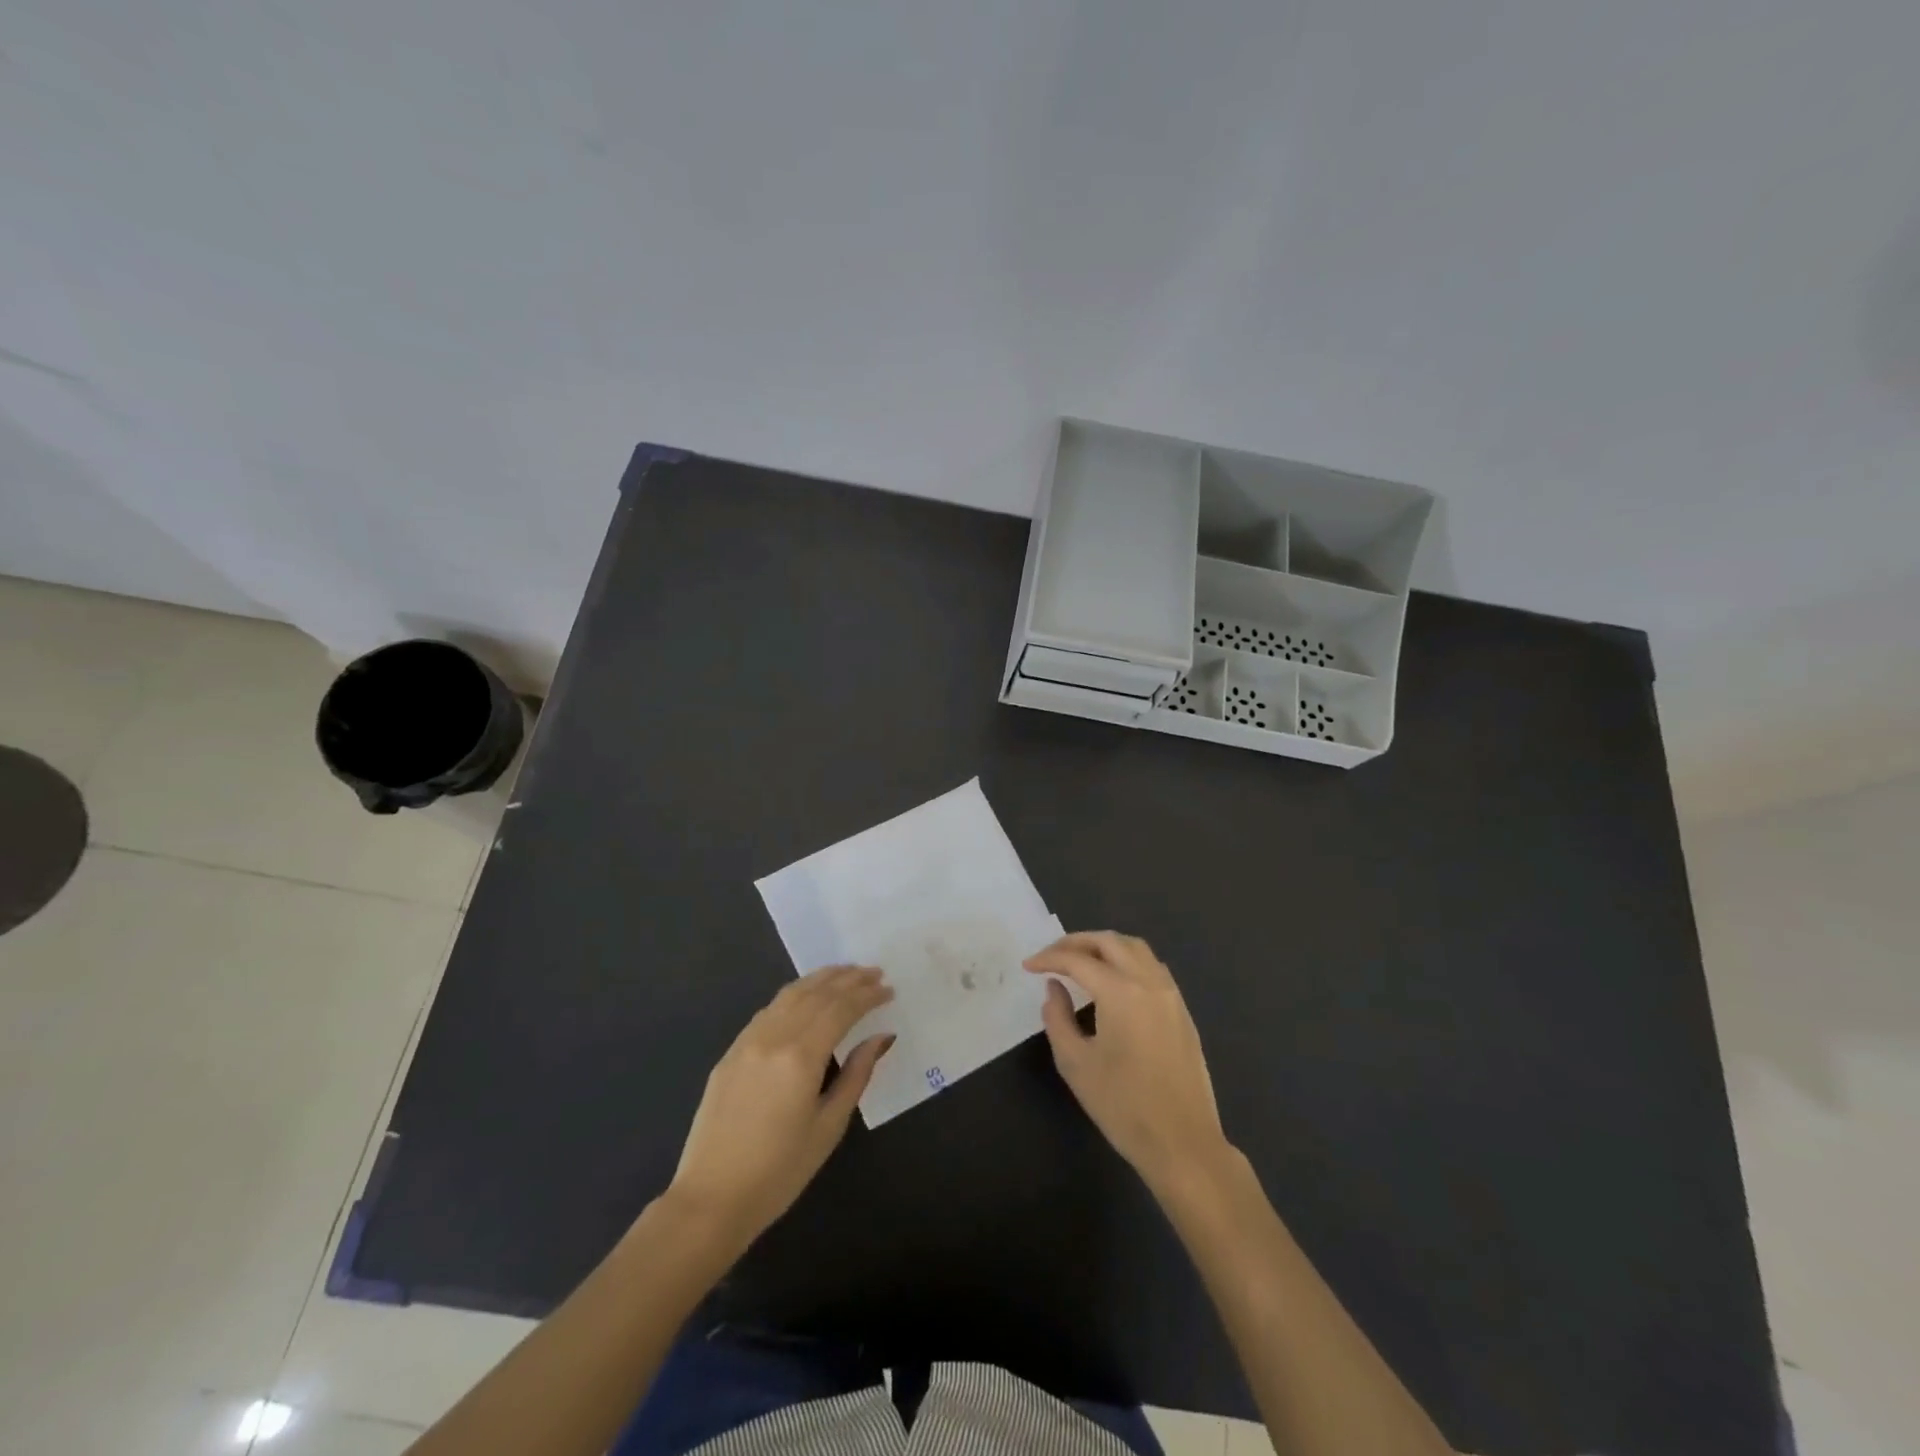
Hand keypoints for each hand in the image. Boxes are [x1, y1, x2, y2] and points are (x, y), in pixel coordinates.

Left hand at [665, 965, 893, 1249]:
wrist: (711, 1200)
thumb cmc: (779, 1172)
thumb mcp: (828, 1127)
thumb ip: (856, 1075)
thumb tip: (881, 1037)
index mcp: (801, 1056)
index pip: (841, 1009)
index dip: (867, 995)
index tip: (889, 989)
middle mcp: (773, 1037)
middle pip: (817, 994)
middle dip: (848, 980)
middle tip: (875, 972)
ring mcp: (747, 1041)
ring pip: (790, 994)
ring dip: (821, 979)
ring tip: (846, 972)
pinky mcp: (731, 1052)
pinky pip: (769, 1010)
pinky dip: (794, 994)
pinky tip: (806, 996)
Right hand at [1024, 931, 1232, 1195]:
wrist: (1183, 1143)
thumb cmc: (1123, 1106)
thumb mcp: (1076, 1064)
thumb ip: (1058, 1018)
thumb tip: (1055, 988)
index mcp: (1121, 992)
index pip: (1078, 961)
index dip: (1049, 958)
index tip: (1028, 965)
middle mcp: (1149, 982)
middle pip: (1110, 942)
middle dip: (1076, 942)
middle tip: (1051, 956)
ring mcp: (1170, 995)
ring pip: (1136, 949)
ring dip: (1104, 946)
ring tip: (1080, 961)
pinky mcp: (1182, 1011)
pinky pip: (1152, 967)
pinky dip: (1127, 960)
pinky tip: (1113, 980)